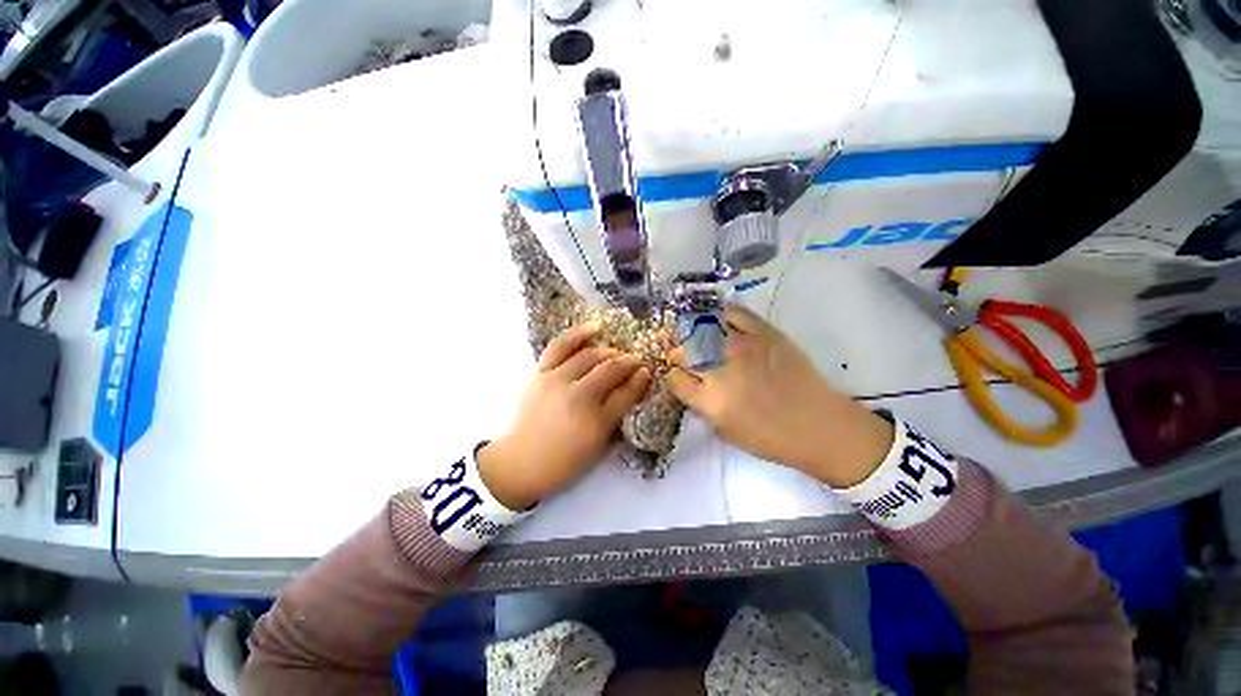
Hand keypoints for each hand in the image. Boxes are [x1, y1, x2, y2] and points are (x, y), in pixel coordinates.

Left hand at [478, 322, 651, 508]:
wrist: (522, 461)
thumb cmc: (566, 459)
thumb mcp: (599, 444)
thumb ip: (619, 412)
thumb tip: (637, 382)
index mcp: (595, 422)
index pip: (625, 393)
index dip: (640, 380)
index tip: (647, 371)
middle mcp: (577, 397)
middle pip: (609, 370)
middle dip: (628, 362)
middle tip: (636, 361)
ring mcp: (556, 381)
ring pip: (590, 356)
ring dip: (609, 352)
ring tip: (617, 353)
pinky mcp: (540, 373)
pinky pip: (560, 346)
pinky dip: (578, 334)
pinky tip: (595, 327)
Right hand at [668, 304, 892, 487]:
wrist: (819, 425)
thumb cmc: (770, 438)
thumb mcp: (725, 431)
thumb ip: (703, 406)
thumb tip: (692, 385)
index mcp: (710, 400)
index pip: (675, 379)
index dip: (674, 378)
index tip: (680, 379)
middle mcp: (721, 369)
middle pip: (685, 352)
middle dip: (681, 355)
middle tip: (687, 358)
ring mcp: (743, 347)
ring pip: (704, 329)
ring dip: (697, 334)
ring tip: (701, 339)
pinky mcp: (765, 333)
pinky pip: (735, 313)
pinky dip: (723, 315)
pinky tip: (721, 321)